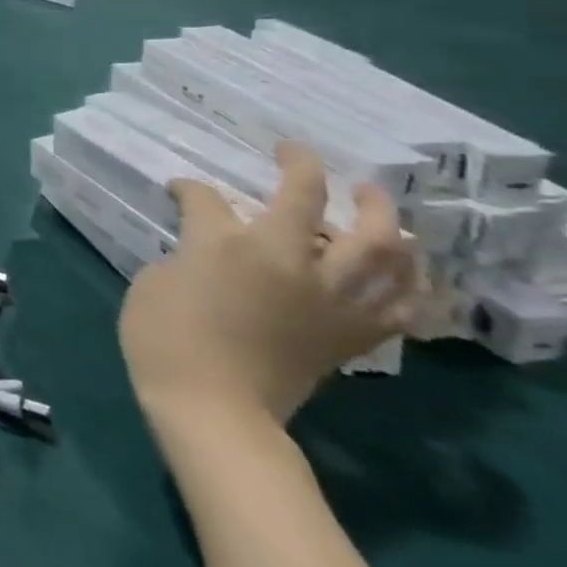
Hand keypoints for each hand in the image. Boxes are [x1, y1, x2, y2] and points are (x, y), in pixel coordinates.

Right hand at [119, 142, 420, 427]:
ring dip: (380, 217)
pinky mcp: (351, 333)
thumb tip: (207, 246)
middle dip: (305, 170)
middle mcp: (288, 259)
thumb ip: (188, 253)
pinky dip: (410, 284)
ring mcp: (328, 297)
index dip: (188, 189)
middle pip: (312, 200)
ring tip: (375, 203)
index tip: (178, 190)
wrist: (212, 406)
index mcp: (228, 243)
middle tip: (300, 159)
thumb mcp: (156, 280)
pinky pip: (401, 304)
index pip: (205, 197)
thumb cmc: (164, 336)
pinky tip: (405, 273)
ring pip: (380, 247)